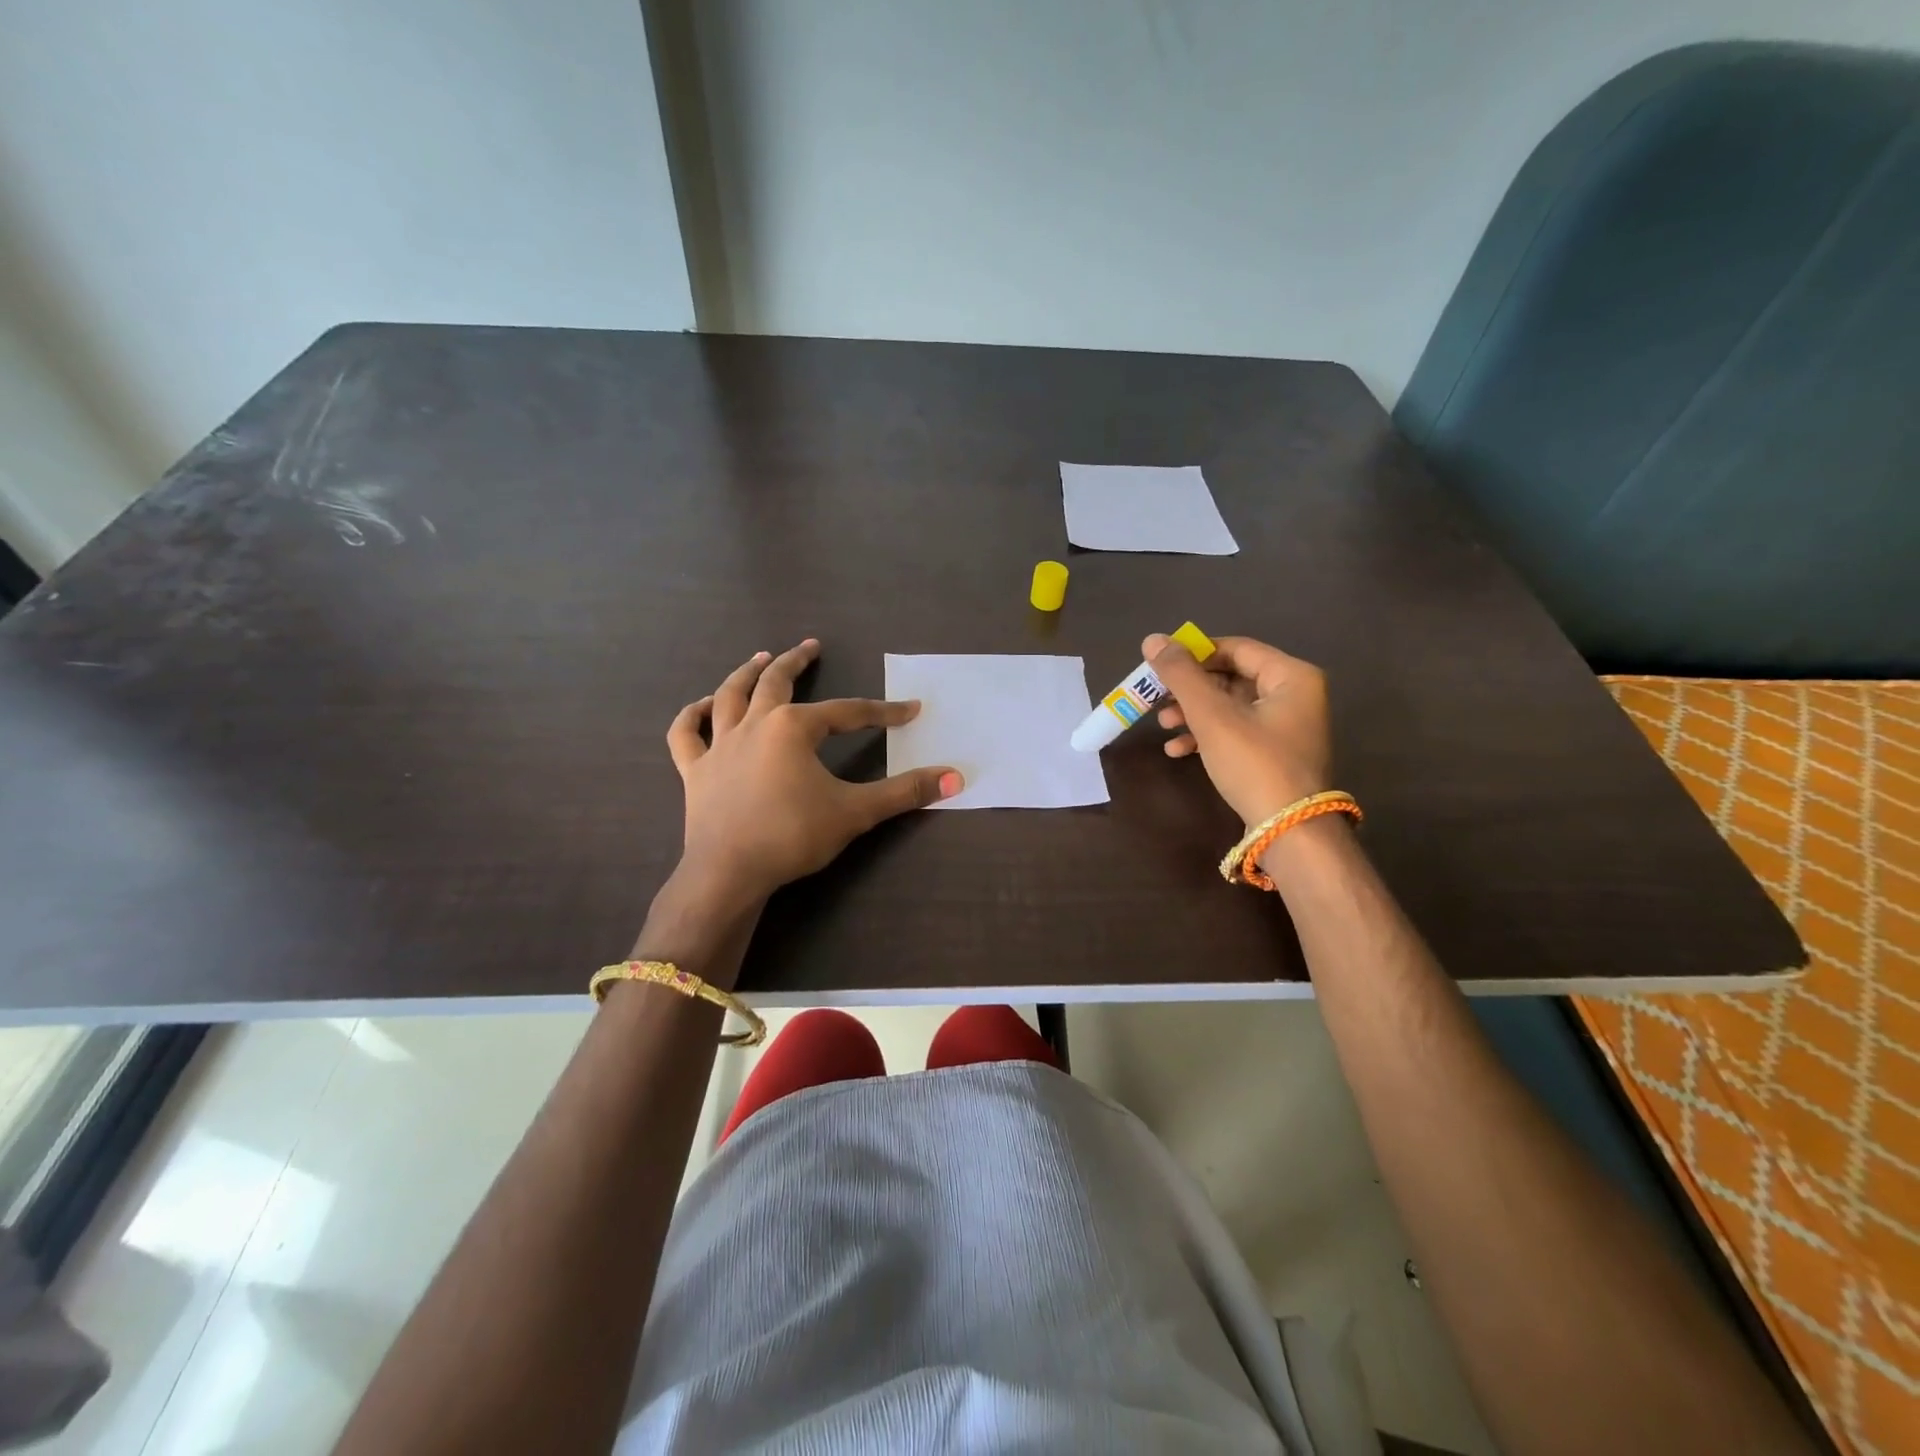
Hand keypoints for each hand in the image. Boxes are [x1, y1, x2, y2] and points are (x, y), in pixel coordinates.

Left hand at [666, 639, 962, 904]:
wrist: (728, 873)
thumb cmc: (792, 836)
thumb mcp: (855, 812)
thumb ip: (905, 792)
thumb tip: (955, 778)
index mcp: (793, 728)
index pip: (847, 713)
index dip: (882, 712)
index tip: (909, 711)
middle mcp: (754, 724)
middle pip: (776, 683)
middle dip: (797, 661)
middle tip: (811, 646)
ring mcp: (719, 745)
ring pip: (730, 696)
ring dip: (745, 674)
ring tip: (760, 658)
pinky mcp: (694, 770)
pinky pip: (686, 734)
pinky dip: (692, 716)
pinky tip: (702, 706)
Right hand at [1143, 632, 1332, 826]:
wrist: (1288, 831)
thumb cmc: (1254, 763)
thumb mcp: (1212, 715)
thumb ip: (1181, 675)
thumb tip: (1152, 640)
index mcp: (1291, 676)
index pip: (1235, 649)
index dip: (1194, 654)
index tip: (1159, 666)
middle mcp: (1295, 695)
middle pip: (1231, 678)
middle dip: (1190, 689)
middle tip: (1156, 698)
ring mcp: (1286, 727)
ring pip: (1230, 707)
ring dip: (1193, 713)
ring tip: (1163, 725)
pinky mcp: (1274, 754)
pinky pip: (1236, 731)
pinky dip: (1207, 735)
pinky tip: (1178, 750)